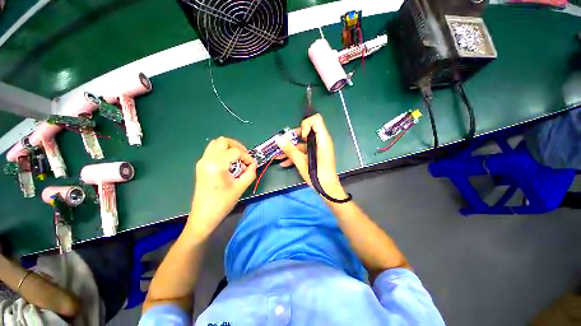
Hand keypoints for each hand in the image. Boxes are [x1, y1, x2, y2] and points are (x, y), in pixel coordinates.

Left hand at [188, 137, 256, 238]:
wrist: (204, 216)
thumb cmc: (223, 203)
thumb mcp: (241, 187)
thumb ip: (250, 173)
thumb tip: (253, 164)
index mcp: (216, 164)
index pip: (235, 151)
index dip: (247, 156)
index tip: (252, 165)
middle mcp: (207, 159)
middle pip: (223, 141)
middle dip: (237, 146)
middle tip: (245, 156)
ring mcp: (202, 161)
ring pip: (216, 144)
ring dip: (229, 147)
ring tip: (238, 158)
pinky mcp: (201, 165)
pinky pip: (212, 151)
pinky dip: (223, 152)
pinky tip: (230, 163)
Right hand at [276, 114, 346, 200]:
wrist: (328, 190)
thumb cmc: (317, 176)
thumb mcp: (302, 163)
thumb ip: (290, 150)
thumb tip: (278, 139)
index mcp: (322, 140)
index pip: (316, 120)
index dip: (305, 125)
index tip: (301, 136)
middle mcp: (321, 141)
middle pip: (306, 131)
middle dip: (293, 137)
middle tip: (283, 145)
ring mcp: (318, 149)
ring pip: (303, 143)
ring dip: (290, 149)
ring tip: (278, 156)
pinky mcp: (315, 155)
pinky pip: (304, 151)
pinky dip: (295, 155)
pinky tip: (284, 163)